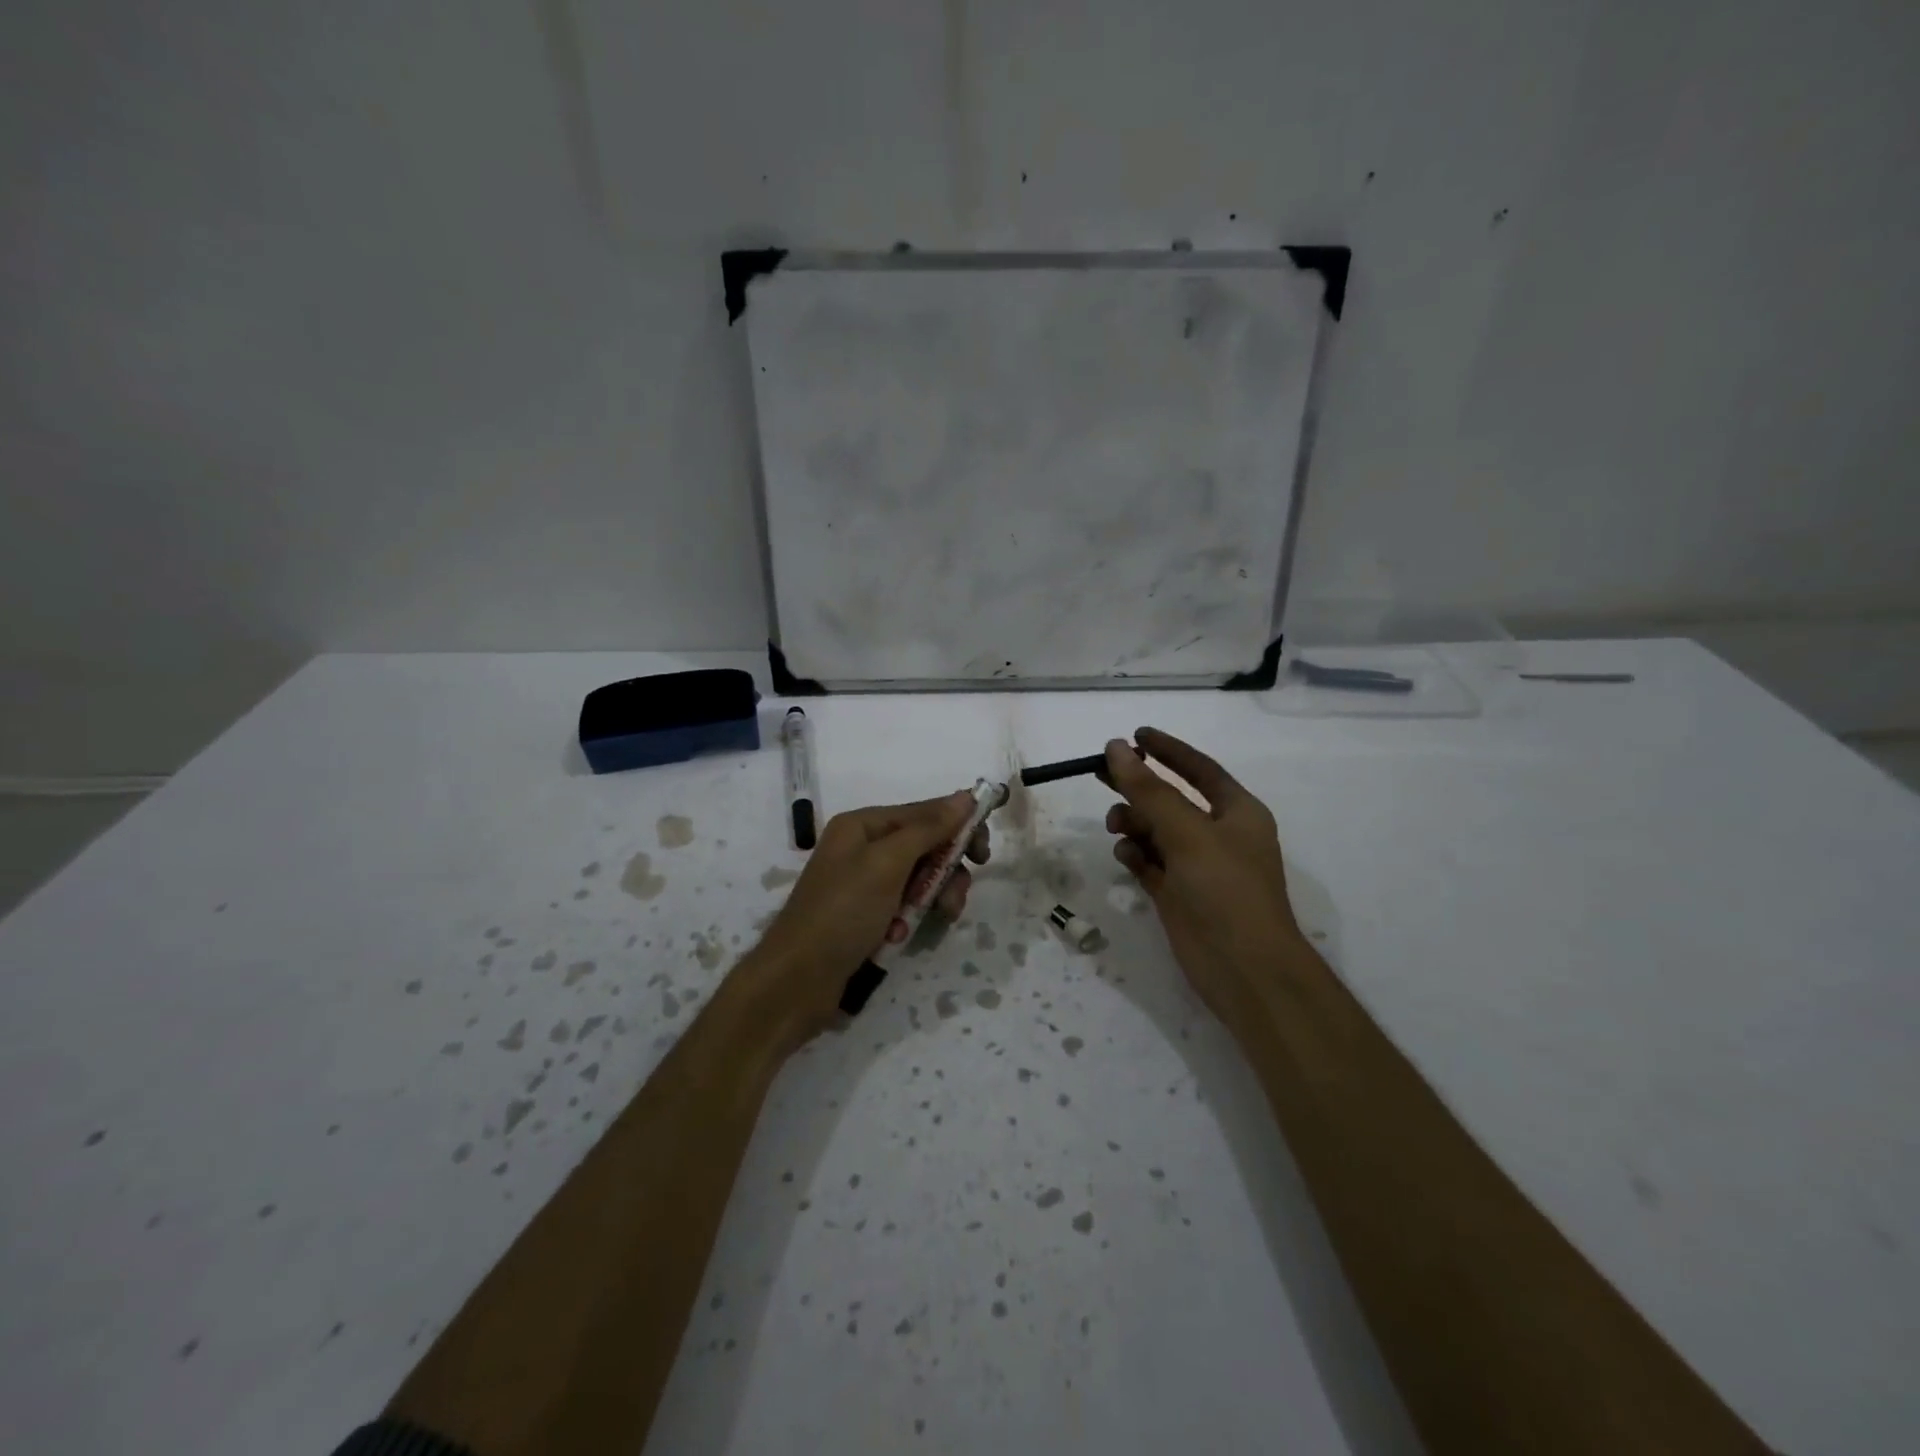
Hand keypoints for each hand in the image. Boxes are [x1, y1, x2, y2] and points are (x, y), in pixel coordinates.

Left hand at [747, 792, 990, 1041]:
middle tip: (957, 895)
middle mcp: (864, 848)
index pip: (924, 812)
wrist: (796, 981)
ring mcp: (866, 884)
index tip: (985, 852)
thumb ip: (928, 828)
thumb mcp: (887, 864)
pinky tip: (906, 936)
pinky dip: (913, 918)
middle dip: (947, 869)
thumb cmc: (842, 912)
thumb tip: (965, 796)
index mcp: (864, 825)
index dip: (958, 825)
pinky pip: (906, 906)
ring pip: (921, 878)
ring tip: (938, 920)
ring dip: (935, 897)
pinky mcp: (868, 916)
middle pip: (926, 846)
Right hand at [1104, 728, 1303, 1022]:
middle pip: (1170, 798)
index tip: (1135, 734)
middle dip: (1138, 786)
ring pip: (1155, 831)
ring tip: (1116, 827)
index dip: (1168, 750)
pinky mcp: (1177, 893)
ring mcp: (1196, 866)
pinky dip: (1135, 854)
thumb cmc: (1225, 890)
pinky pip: (1149, 861)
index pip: (1199, 769)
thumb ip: (1148, 790)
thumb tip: (1116, 747)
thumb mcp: (1187, 832)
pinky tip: (1125, 856)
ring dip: (1133, 823)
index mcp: (1237, 812)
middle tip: (1099, 771)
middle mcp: (1217, 834)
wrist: (1244, 969)